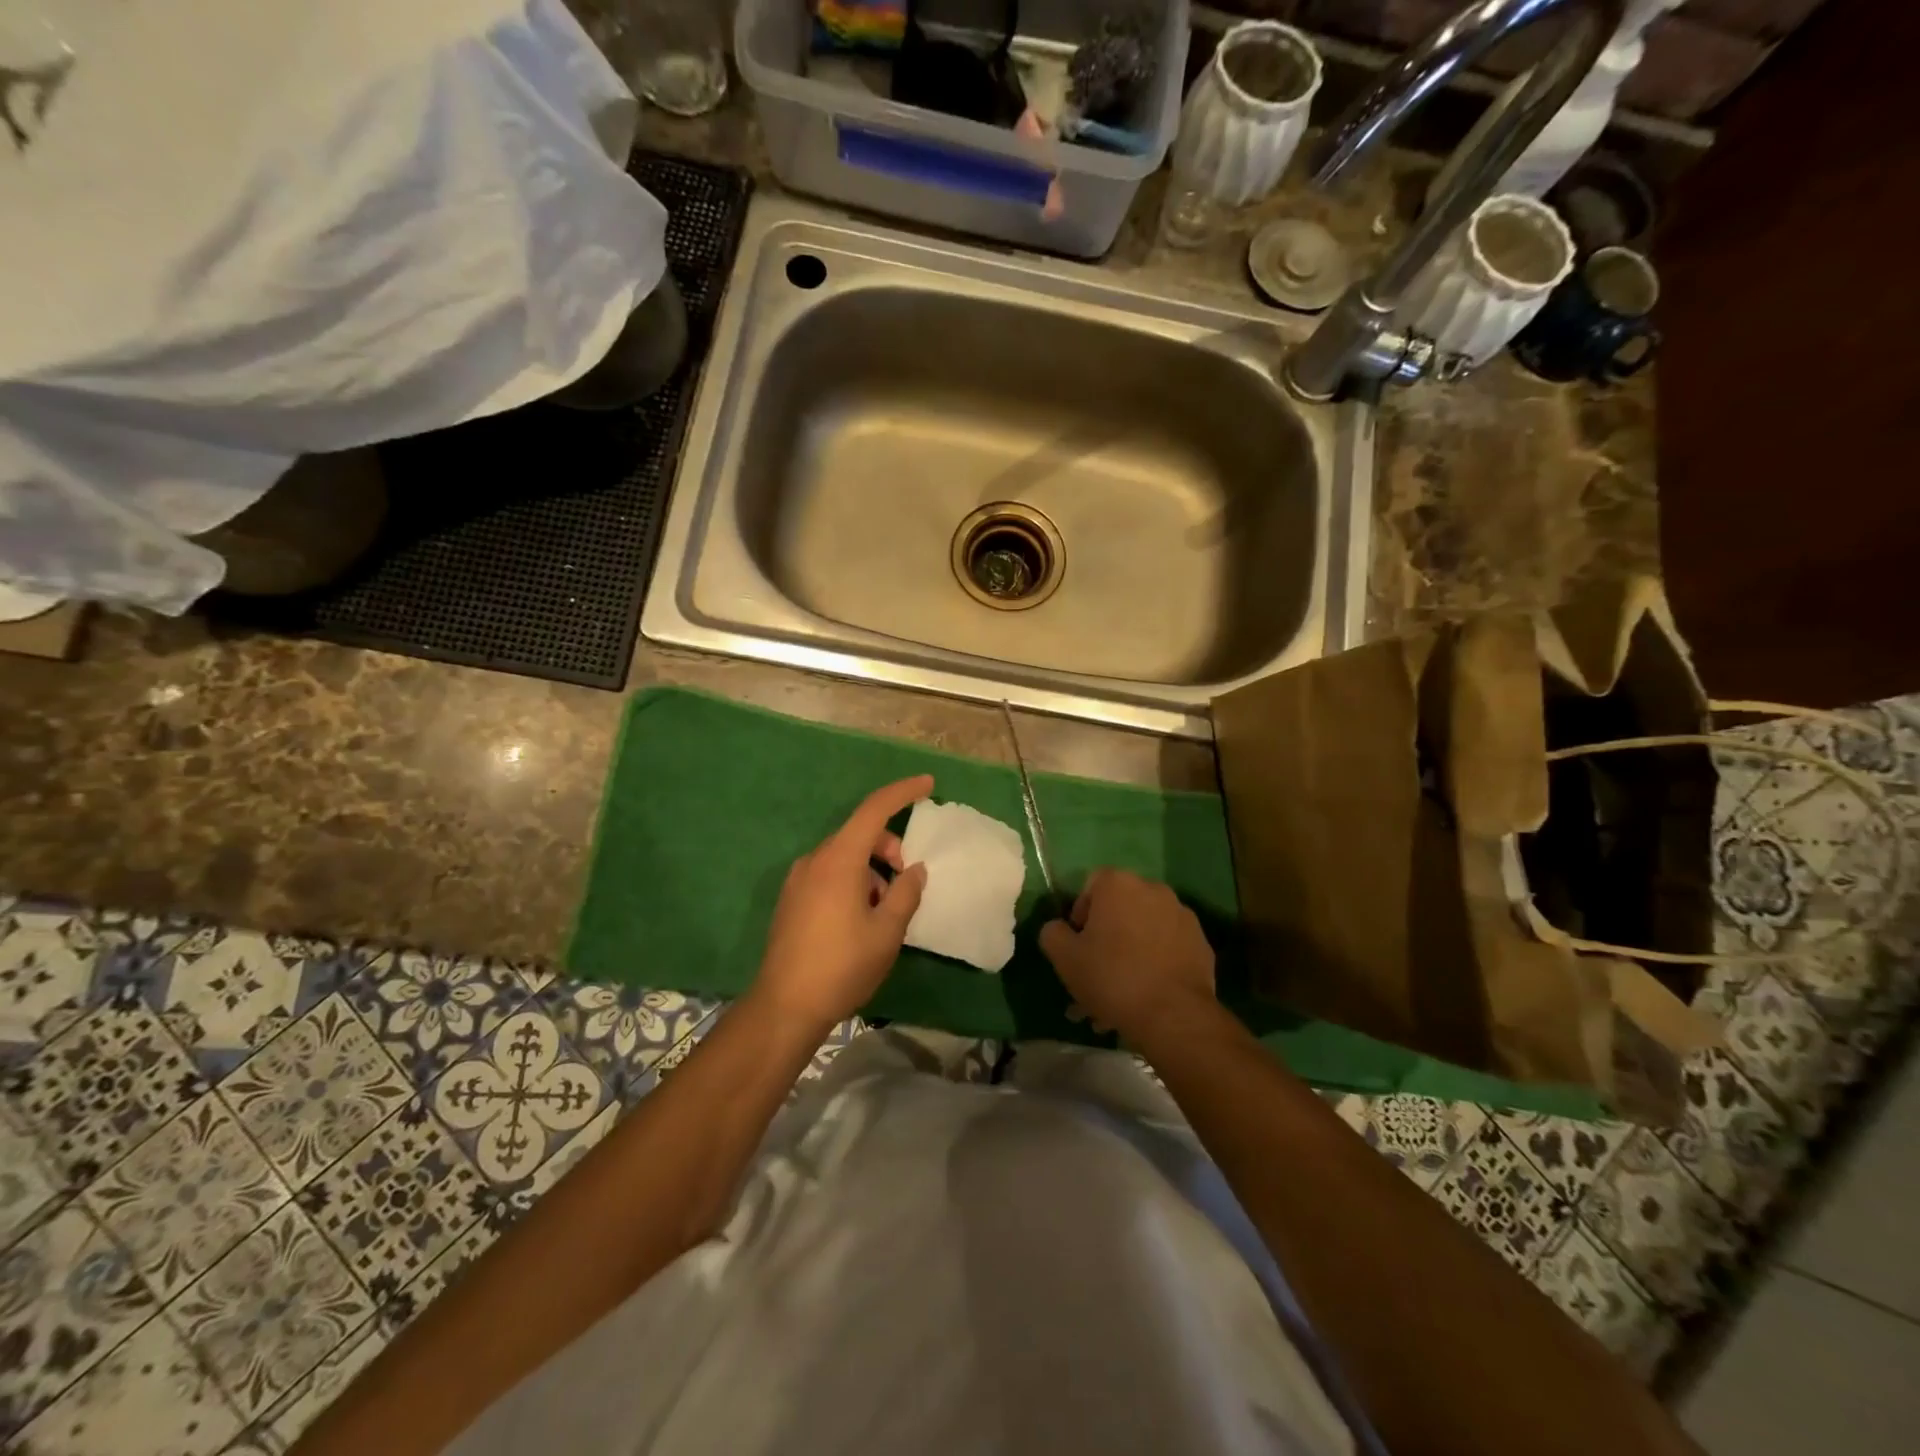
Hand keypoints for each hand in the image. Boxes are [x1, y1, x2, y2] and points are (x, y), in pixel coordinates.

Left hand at [752, 774, 932, 1034]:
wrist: (785, 1006)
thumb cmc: (842, 965)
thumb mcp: (887, 931)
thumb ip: (906, 892)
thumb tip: (914, 869)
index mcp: (839, 859)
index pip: (874, 809)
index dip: (903, 793)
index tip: (928, 784)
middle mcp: (815, 860)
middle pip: (859, 834)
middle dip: (889, 847)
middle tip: (907, 880)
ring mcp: (798, 879)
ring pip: (845, 858)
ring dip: (871, 870)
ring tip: (884, 911)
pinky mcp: (791, 899)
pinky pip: (829, 875)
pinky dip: (853, 882)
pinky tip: (861, 919)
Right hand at [1039, 868, 1215, 1040]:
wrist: (1174, 1015)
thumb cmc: (1112, 977)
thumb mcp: (1064, 957)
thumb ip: (1053, 933)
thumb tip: (1060, 928)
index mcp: (1119, 884)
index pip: (1091, 885)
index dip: (1080, 913)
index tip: (1079, 944)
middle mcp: (1153, 890)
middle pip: (1120, 909)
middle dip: (1106, 937)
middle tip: (1096, 973)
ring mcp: (1182, 916)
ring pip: (1143, 931)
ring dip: (1129, 953)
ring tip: (1119, 995)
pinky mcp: (1201, 943)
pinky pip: (1167, 948)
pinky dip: (1155, 963)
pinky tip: (1146, 995)